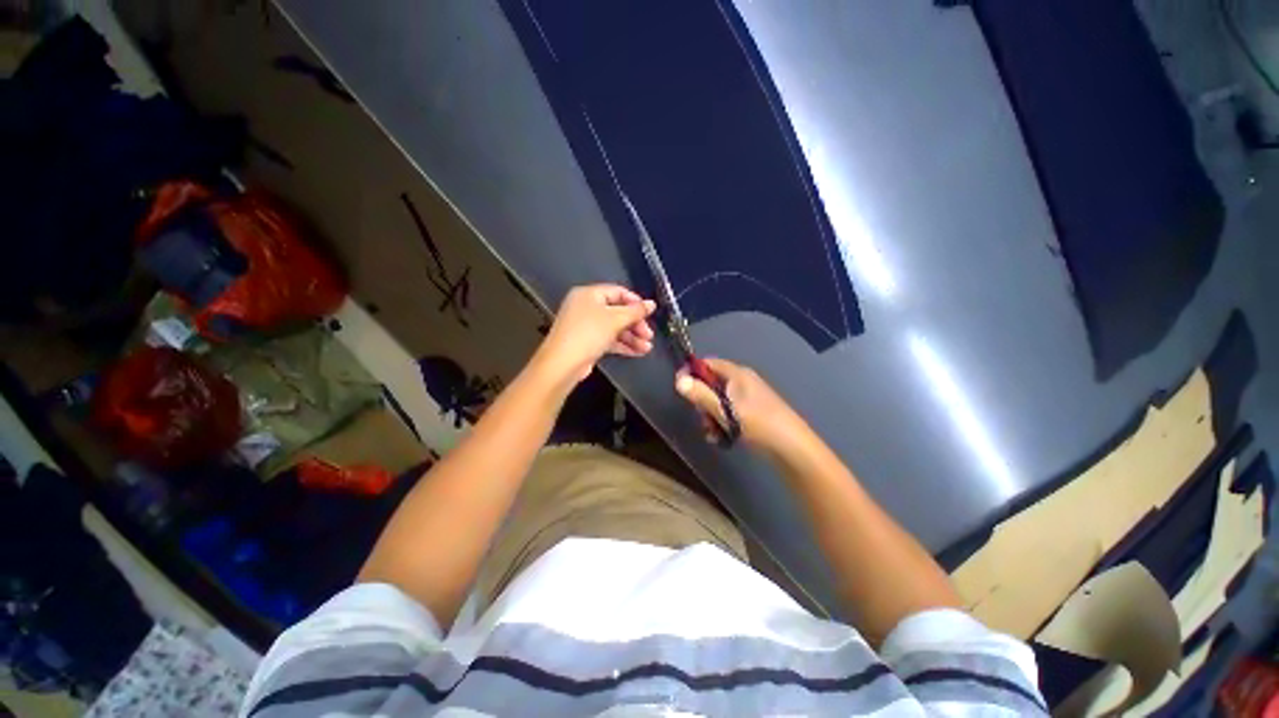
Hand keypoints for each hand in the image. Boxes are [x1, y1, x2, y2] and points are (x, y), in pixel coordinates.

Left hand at [533, 284, 655, 385]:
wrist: (563, 364)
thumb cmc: (588, 334)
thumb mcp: (615, 319)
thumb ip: (635, 311)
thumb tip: (651, 304)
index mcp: (589, 294)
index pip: (618, 292)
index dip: (635, 302)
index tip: (649, 313)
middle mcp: (586, 307)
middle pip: (617, 311)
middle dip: (635, 324)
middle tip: (648, 335)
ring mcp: (586, 326)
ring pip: (614, 328)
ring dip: (632, 337)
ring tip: (647, 348)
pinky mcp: (587, 342)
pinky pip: (609, 339)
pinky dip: (623, 345)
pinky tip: (637, 352)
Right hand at [675, 357, 808, 453]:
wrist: (792, 446)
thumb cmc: (757, 423)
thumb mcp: (724, 410)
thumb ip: (701, 395)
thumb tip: (678, 380)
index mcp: (736, 374)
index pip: (707, 363)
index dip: (692, 373)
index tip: (681, 388)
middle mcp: (742, 381)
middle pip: (711, 384)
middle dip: (702, 402)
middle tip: (703, 418)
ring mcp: (748, 397)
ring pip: (719, 402)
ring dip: (711, 417)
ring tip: (713, 433)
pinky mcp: (752, 412)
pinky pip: (729, 413)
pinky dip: (722, 423)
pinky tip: (722, 438)